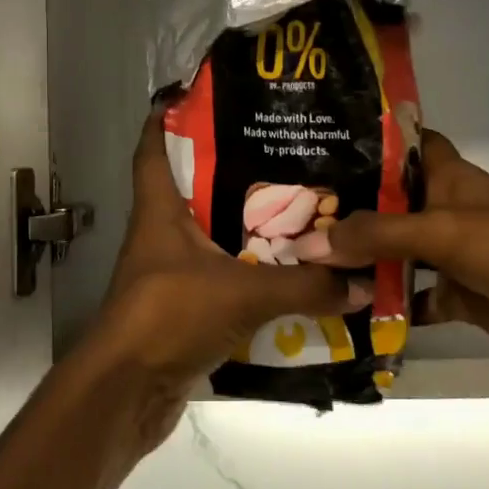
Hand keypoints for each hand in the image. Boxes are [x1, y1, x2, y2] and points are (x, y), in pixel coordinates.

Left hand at [75, 109, 367, 449]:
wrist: (127, 393)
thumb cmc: (170, 317)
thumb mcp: (242, 293)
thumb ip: (304, 286)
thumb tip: (361, 283)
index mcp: (159, 212)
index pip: (152, 149)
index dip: (166, 118)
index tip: (198, 95)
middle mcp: (160, 235)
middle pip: (192, 189)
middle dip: (232, 171)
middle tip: (283, 154)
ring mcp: (170, 274)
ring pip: (210, 236)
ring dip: (245, 227)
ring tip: (298, 209)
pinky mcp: (183, 309)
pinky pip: (221, 279)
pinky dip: (249, 274)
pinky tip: (287, 274)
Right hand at [291, 131, 488, 394]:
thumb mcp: (442, 233)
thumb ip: (376, 236)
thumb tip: (309, 243)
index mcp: (444, 177)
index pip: (401, 144)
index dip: (364, 142)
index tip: (314, 145)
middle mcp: (441, 210)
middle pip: (385, 203)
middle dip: (344, 209)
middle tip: (286, 213)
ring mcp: (448, 255)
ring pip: (392, 253)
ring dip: (357, 260)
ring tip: (299, 260)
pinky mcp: (457, 295)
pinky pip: (409, 297)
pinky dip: (383, 305)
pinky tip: (343, 312)